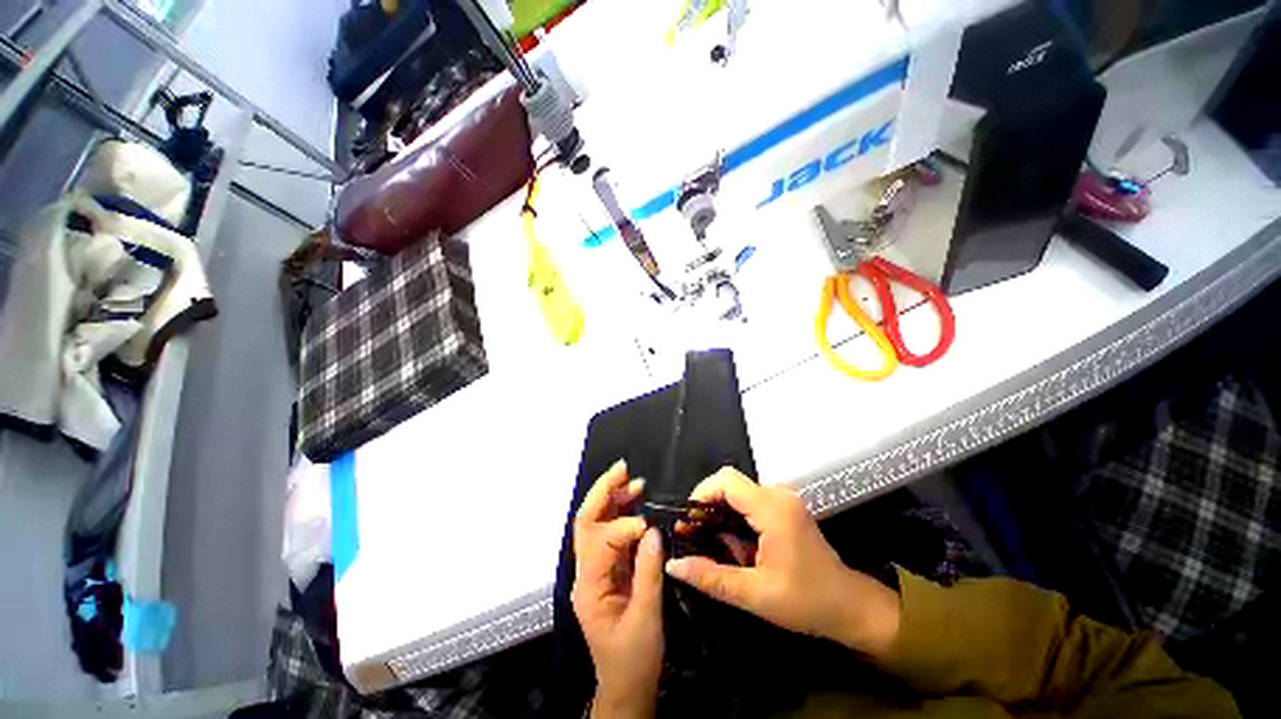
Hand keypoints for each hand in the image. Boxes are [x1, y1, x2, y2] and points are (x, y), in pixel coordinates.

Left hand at [572, 460, 663, 718]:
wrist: (627, 687)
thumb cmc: (634, 659)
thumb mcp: (647, 618)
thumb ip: (648, 572)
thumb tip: (652, 531)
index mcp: (589, 587)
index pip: (600, 542)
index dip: (624, 527)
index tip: (650, 526)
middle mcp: (586, 572)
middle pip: (586, 522)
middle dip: (602, 493)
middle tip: (622, 469)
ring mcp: (596, 569)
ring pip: (597, 524)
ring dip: (613, 498)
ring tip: (632, 480)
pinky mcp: (608, 569)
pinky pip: (611, 534)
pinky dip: (622, 514)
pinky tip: (636, 502)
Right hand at [664, 468, 900, 657]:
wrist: (850, 607)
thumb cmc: (807, 602)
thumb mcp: (755, 595)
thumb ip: (711, 577)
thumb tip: (673, 565)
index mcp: (772, 509)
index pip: (726, 481)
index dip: (701, 494)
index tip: (688, 521)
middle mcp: (778, 494)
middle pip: (730, 483)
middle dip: (708, 505)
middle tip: (695, 534)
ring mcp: (783, 499)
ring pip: (738, 491)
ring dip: (721, 513)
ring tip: (713, 543)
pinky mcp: (785, 508)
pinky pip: (750, 501)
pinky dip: (735, 517)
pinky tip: (735, 544)